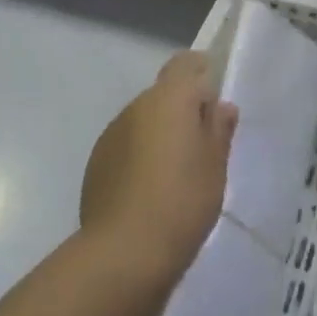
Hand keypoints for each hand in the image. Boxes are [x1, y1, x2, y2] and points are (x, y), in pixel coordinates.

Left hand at [79, 52, 237, 293]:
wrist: (124, 252)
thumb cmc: (182, 200)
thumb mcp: (215, 165)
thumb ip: (218, 129)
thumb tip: (220, 106)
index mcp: (169, 99)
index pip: (185, 63)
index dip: (201, 72)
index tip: (215, 97)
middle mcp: (136, 107)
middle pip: (164, 95)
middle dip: (183, 111)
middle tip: (204, 144)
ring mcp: (111, 135)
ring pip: (143, 121)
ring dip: (160, 135)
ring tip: (177, 172)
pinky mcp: (96, 163)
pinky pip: (126, 146)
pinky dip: (140, 156)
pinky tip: (150, 190)